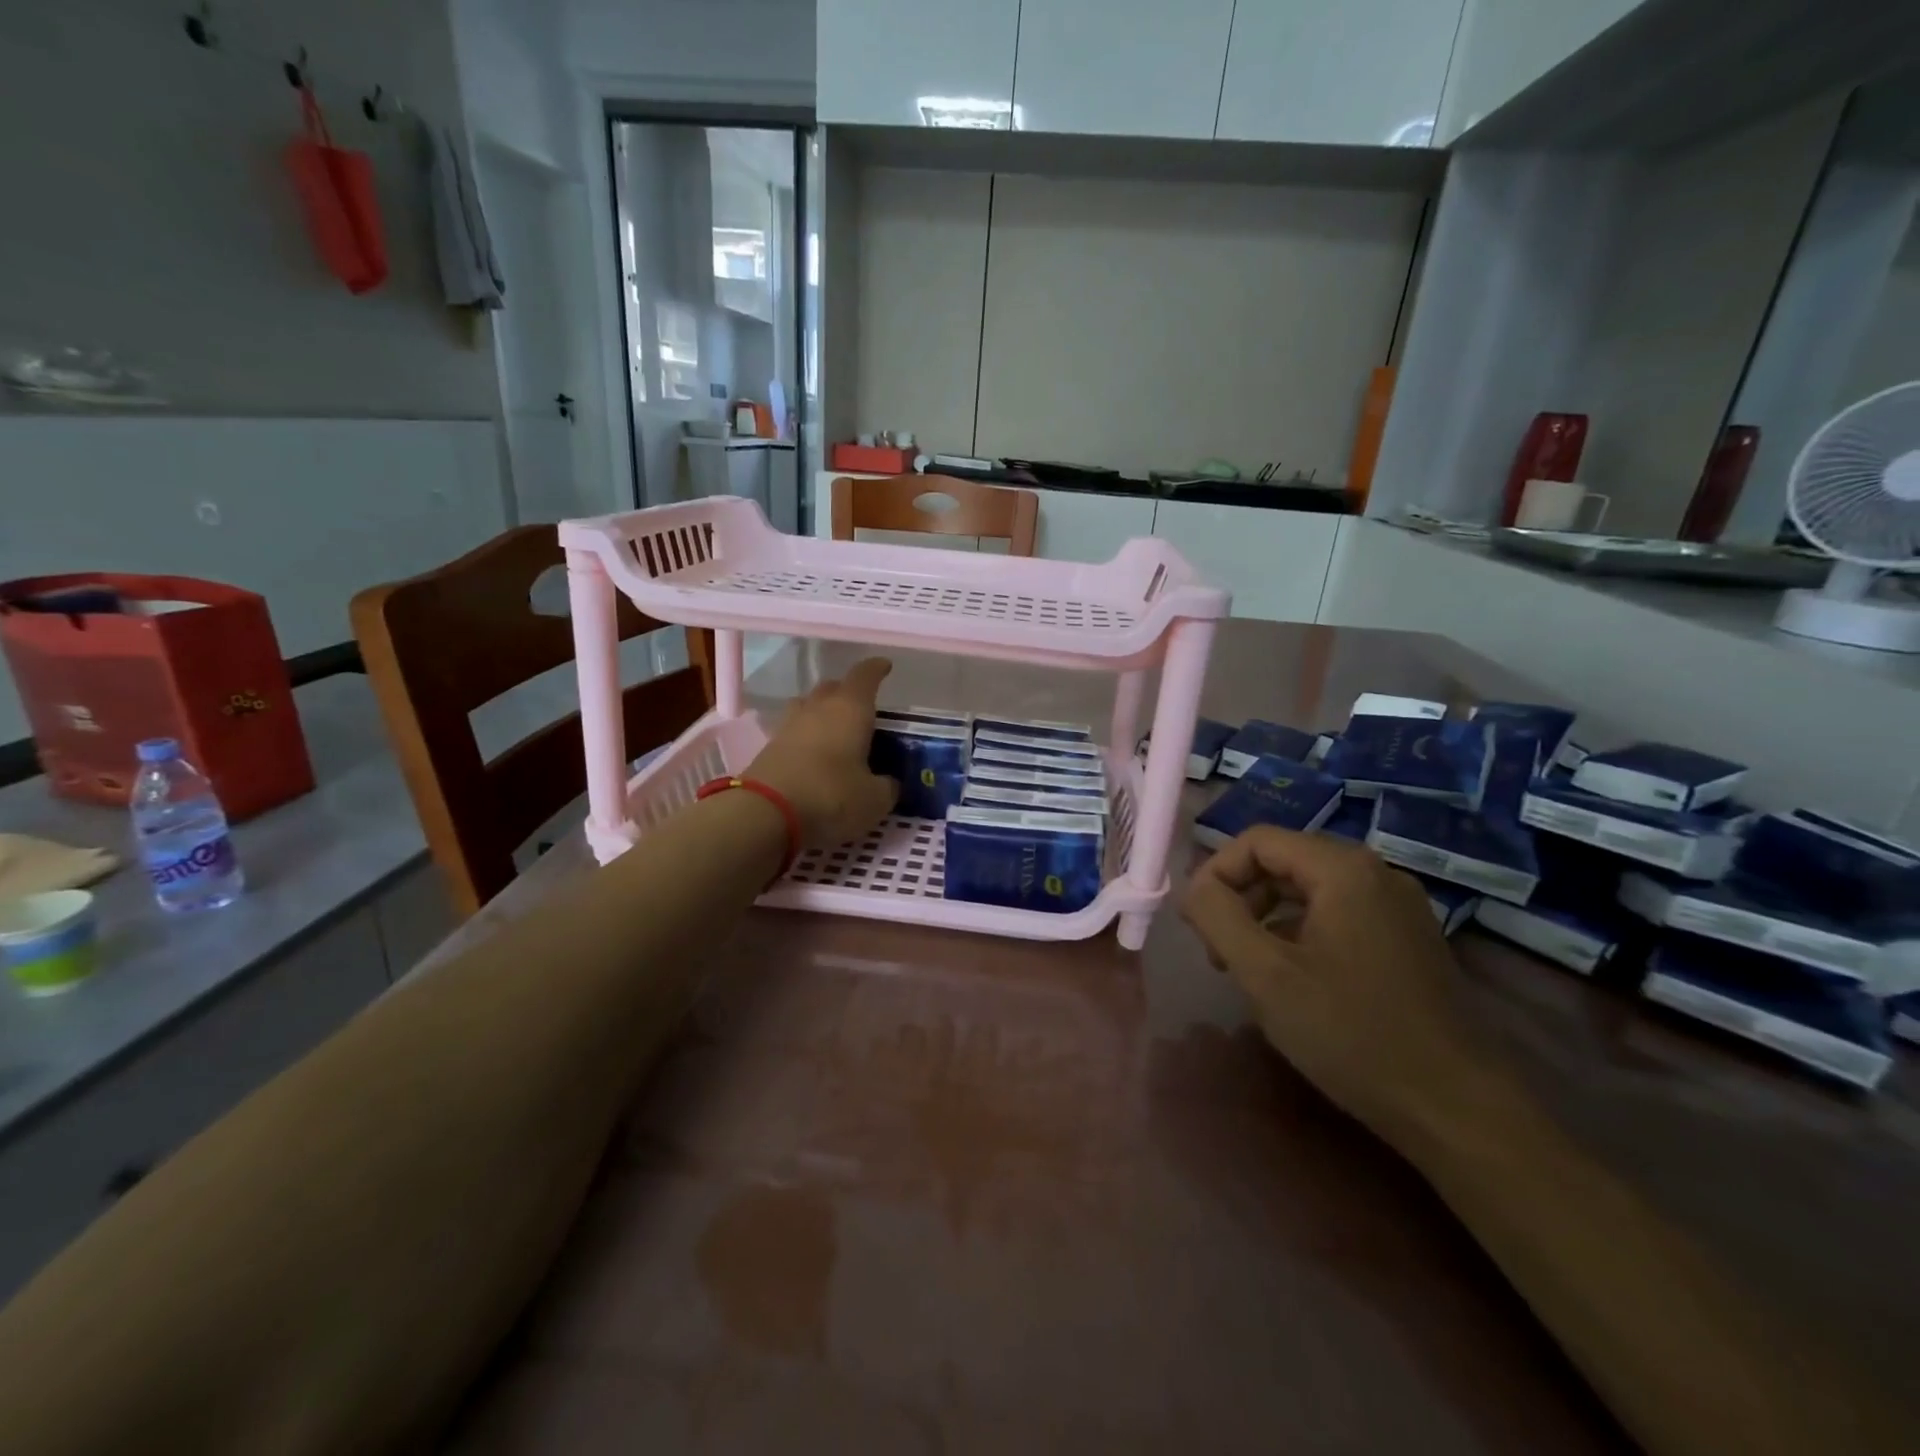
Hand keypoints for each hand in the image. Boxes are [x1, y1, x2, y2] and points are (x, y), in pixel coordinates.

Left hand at [748, 657, 898, 847]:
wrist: (765, 814)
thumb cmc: (831, 796)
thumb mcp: (874, 800)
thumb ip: (887, 787)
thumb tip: (888, 783)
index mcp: (850, 709)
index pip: (866, 676)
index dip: (877, 669)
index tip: (885, 666)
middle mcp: (818, 708)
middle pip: (833, 687)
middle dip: (848, 692)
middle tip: (862, 708)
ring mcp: (789, 726)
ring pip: (809, 706)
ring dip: (823, 712)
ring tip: (836, 729)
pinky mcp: (769, 747)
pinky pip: (793, 732)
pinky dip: (806, 737)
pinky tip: (814, 755)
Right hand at [1181, 827, 1494, 1146]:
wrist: (1457, 1109)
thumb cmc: (1351, 1033)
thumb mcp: (1266, 974)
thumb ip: (1218, 916)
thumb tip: (1195, 887)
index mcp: (1343, 869)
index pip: (1257, 840)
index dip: (1215, 873)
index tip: (1195, 923)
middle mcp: (1376, 873)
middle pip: (1284, 861)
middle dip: (1239, 898)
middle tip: (1217, 951)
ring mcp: (1398, 907)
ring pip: (1309, 890)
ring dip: (1265, 917)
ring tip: (1248, 969)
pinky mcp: (1408, 939)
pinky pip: (1337, 915)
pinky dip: (1300, 933)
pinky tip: (1292, 981)